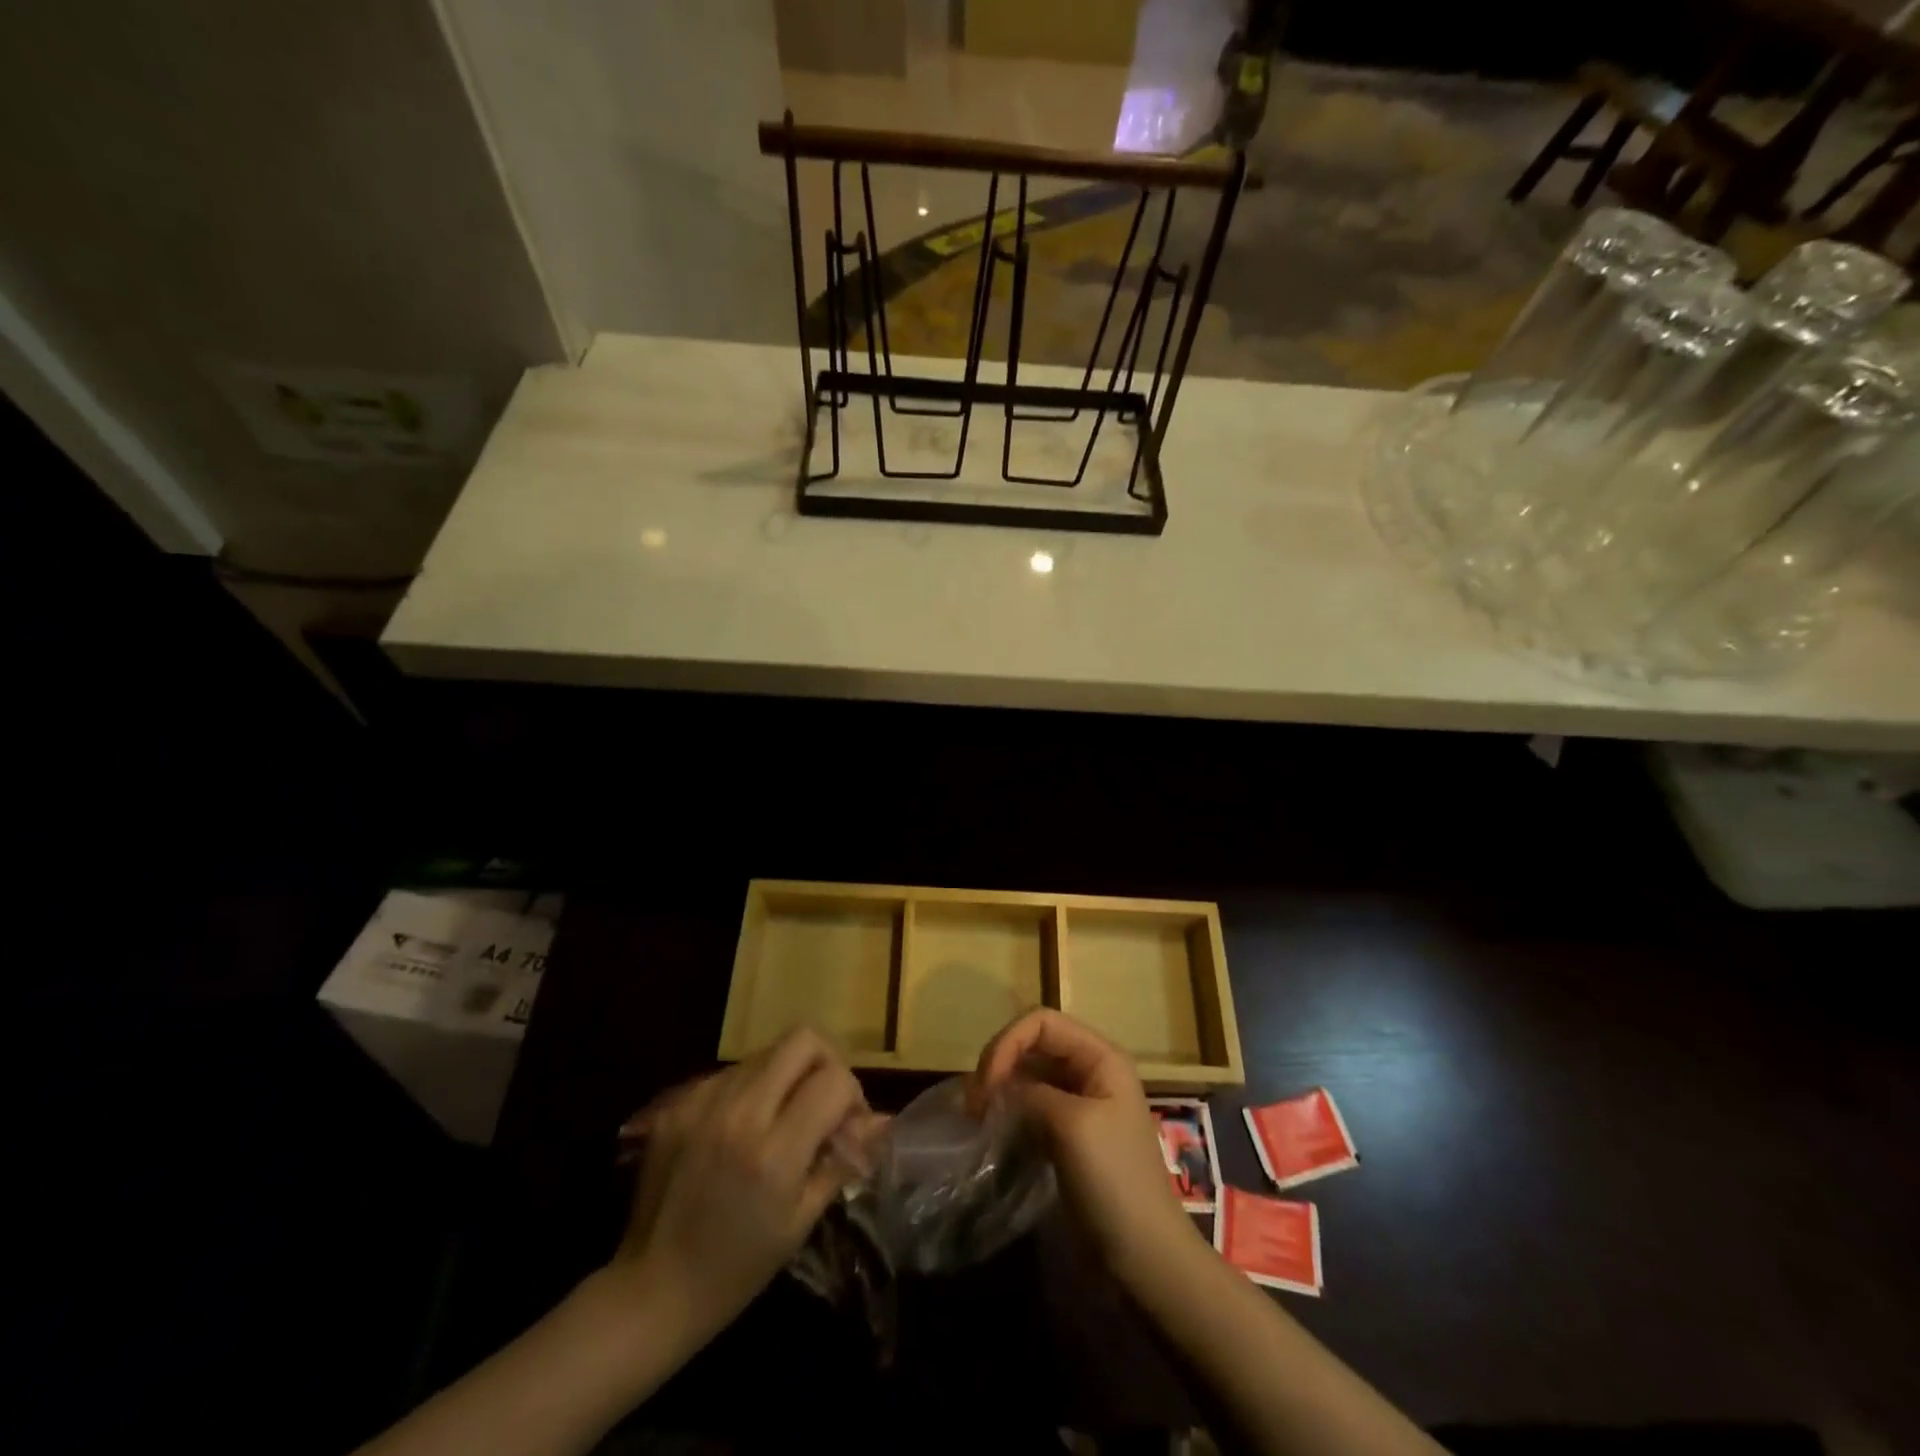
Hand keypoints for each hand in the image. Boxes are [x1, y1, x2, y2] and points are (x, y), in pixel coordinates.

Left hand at [609, 1028, 878, 1344]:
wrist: (651, 1290)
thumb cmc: (737, 1268)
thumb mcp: (800, 1220)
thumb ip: (842, 1159)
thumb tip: (882, 1120)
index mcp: (773, 1152)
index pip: (833, 1080)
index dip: (852, 1094)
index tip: (846, 1124)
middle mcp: (739, 1113)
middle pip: (802, 1040)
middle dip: (824, 1062)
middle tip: (821, 1101)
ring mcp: (703, 1102)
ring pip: (766, 1052)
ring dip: (785, 1075)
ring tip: (780, 1118)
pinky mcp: (677, 1103)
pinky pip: (730, 1073)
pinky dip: (749, 1089)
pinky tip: (741, 1129)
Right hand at [970, 1009, 1200, 1288]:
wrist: (1144, 1257)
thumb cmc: (1114, 1181)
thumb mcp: (1071, 1125)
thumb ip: (1030, 1093)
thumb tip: (997, 1089)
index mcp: (1100, 1056)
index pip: (1042, 1022)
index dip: (1008, 1042)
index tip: (985, 1085)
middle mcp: (1091, 1070)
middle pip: (1033, 1044)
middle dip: (1000, 1063)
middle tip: (974, 1104)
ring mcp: (1080, 1103)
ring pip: (1029, 1074)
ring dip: (1001, 1088)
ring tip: (978, 1118)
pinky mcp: (1068, 1133)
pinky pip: (1031, 1105)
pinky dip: (1010, 1111)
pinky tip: (994, 1132)